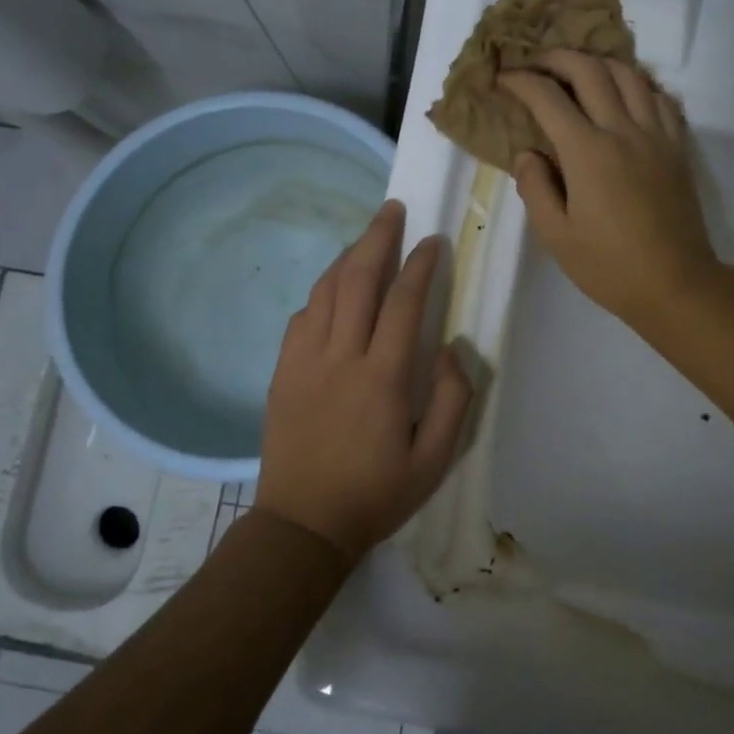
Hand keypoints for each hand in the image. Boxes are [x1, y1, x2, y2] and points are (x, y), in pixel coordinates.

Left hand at [256, 200, 473, 561]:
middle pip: (357, 280)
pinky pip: (301, 317)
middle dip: (377, 239)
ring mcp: (304, 361)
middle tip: (392, 210)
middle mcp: (340, 357)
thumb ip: (452, 400)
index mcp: (381, 377)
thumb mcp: (433, 459)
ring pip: (325, 292)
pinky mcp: (281, 372)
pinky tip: (333, 292)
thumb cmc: (375, 494)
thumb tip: (452, 349)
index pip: (403, 303)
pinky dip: (320, 294)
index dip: (420, 265)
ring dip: (347, 258)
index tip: (434, 240)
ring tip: (366, 238)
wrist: (303, 524)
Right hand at [498, 52, 719, 326]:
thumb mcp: (556, 236)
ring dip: (599, 63)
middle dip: (557, 57)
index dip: (521, 81)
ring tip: (579, 72)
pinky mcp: (677, 147)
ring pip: (629, 75)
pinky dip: (638, 84)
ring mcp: (656, 136)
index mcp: (588, 152)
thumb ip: (535, 188)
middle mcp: (623, 131)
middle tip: (536, 63)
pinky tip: (625, 94)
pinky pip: (660, 98)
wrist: (675, 284)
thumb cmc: (608, 266)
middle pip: (590, 70)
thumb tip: (528, 154)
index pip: (548, 98)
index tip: (503, 78)